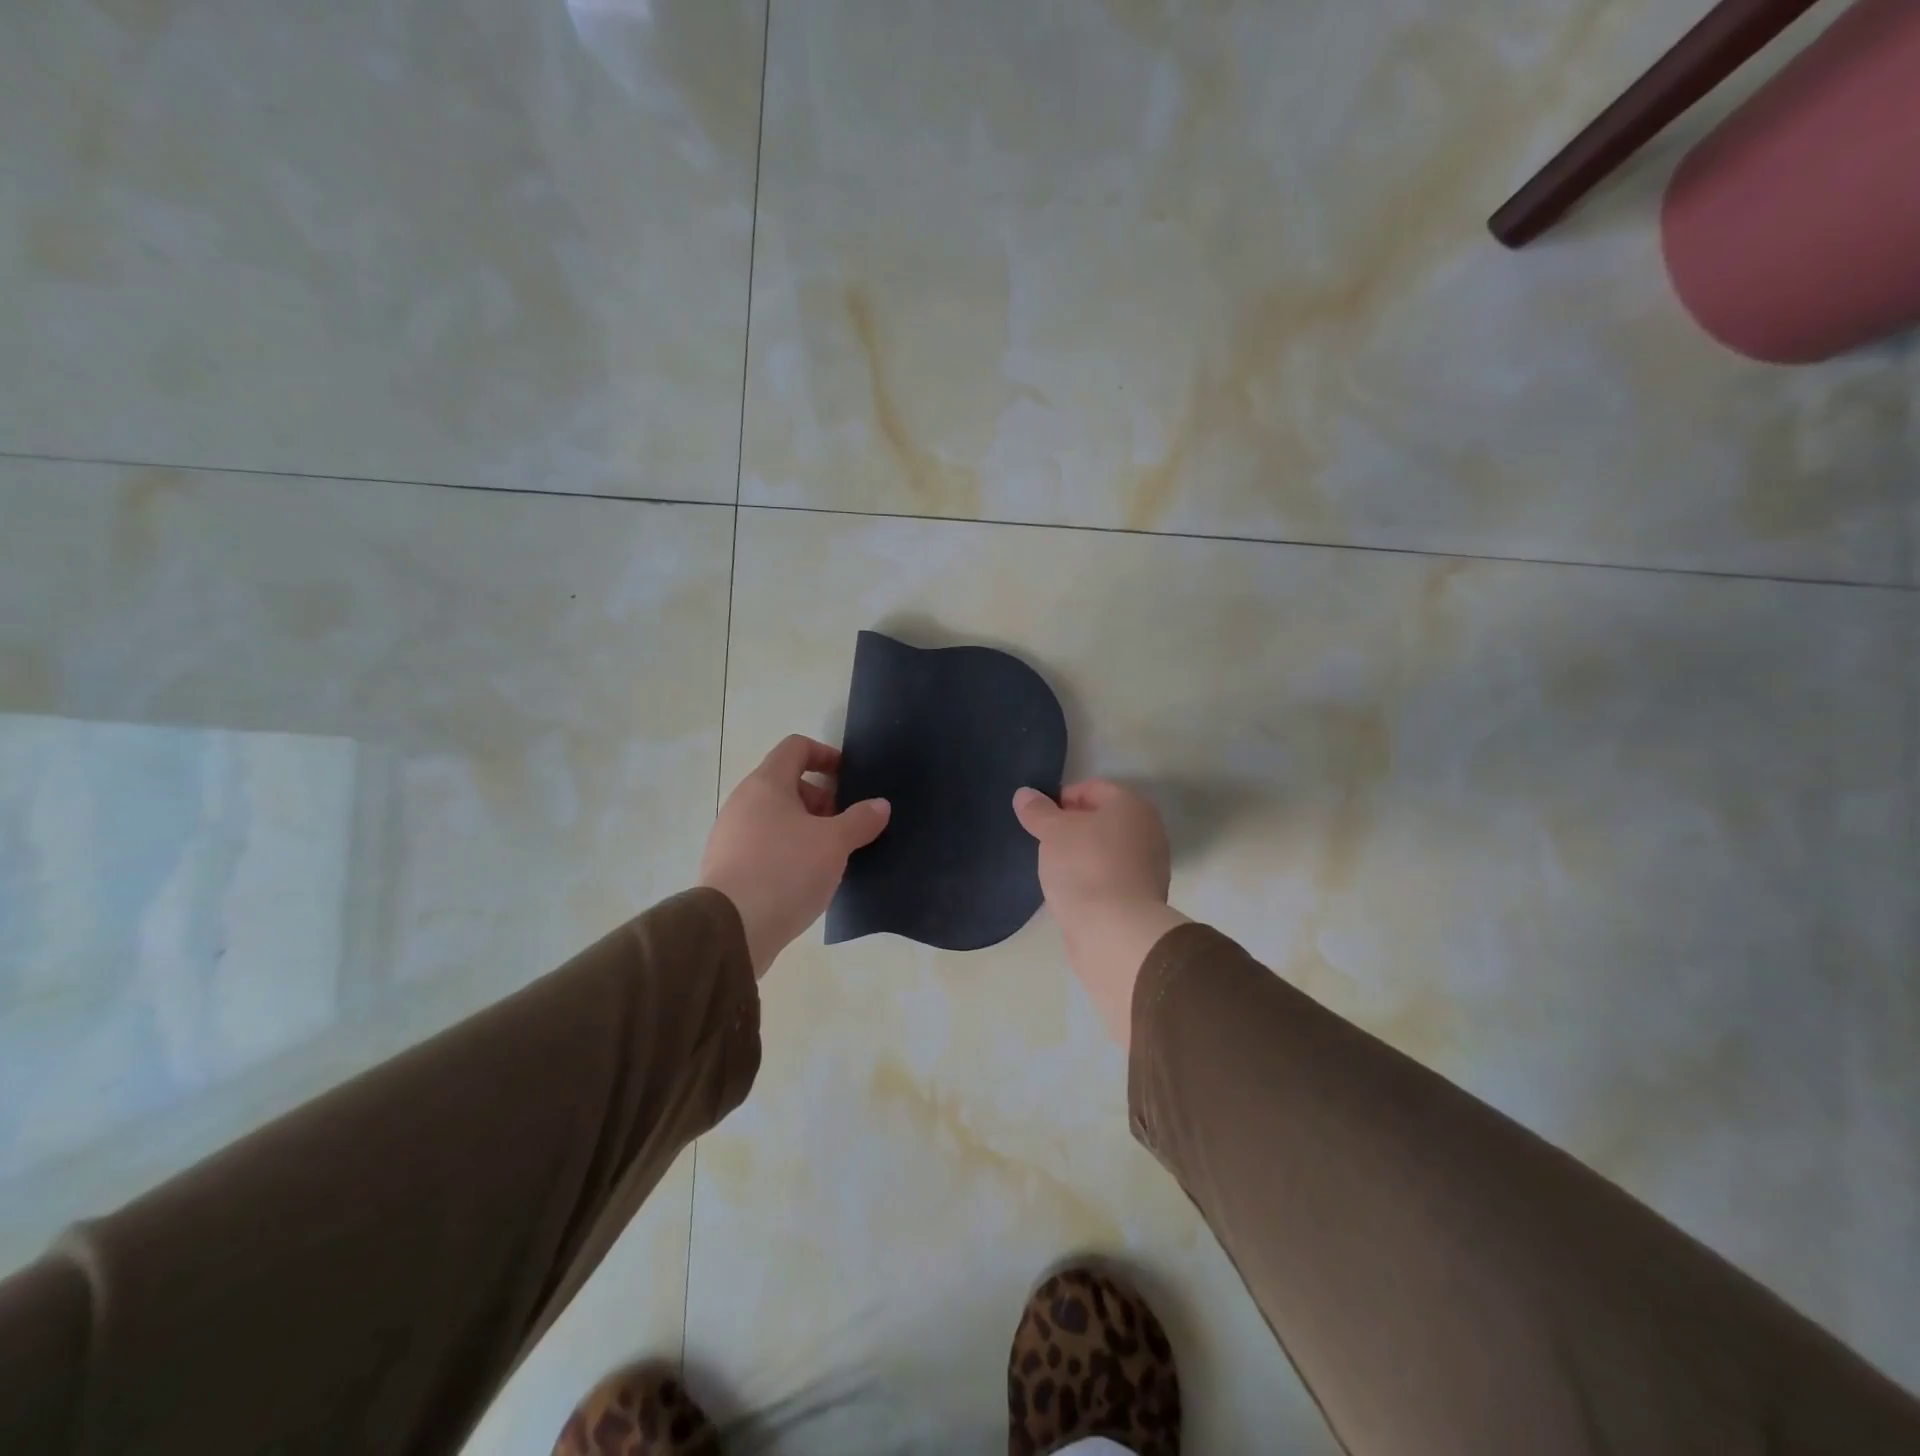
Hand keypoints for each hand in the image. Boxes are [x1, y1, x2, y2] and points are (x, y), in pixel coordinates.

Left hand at [700, 736, 890, 976]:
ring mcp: (730, 835)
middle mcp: (743, 802)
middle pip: (787, 784)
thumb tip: (879, 805)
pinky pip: (764, 846)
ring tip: (830, 857)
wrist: (730, 929)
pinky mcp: (728, 867)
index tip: (848, 778)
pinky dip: (788, 852)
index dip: (825, 755)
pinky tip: (805, 880)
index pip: (796, 748)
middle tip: (845, 827)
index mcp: (766, 784)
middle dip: (821, 800)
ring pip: (776, 818)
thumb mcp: (834, 844)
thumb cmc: (785, 871)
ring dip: (806, 829)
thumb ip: (860, 820)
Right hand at [1013, 780, 1187, 1047]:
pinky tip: (1070, 892)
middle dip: (1071, 828)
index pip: (1092, 788)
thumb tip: (1024, 794)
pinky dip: (1091, 880)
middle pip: (1101, 820)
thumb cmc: (1085, 867)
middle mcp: (1147, 831)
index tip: (1038, 819)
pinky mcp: (1141, 899)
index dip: (1060, 798)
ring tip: (1053, 869)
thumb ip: (1038, 811)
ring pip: (1105, 851)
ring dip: (1080, 856)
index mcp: (1132, 806)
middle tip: (1043, 843)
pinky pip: (1109, 878)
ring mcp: (1148, 867)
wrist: (1114, 932)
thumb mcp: (1053, 832)